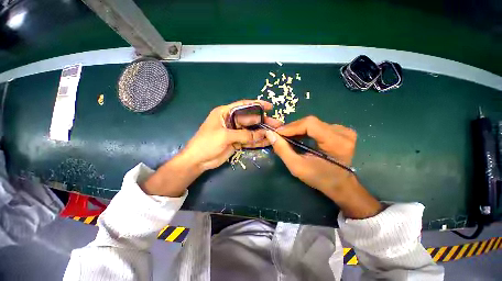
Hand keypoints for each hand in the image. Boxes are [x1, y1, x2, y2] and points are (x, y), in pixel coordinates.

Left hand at [182, 100, 281, 170]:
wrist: (198, 160)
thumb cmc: (207, 143)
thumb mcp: (225, 136)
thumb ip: (244, 134)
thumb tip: (262, 134)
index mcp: (225, 113)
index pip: (244, 106)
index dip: (257, 104)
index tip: (270, 106)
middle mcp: (231, 121)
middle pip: (250, 119)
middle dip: (263, 121)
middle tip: (277, 124)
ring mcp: (235, 132)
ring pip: (251, 130)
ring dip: (262, 132)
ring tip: (275, 133)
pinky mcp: (237, 142)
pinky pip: (249, 140)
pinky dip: (257, 141)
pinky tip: (267, 141)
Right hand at [265, 116, 381, 218]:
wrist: (340, 185)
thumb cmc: (319, 178)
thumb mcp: (297, 166)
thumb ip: (282, 149)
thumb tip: (269, 133)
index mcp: (336, 142)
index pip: (310, 124)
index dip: (291, 127)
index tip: (277, 133)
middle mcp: (343, 132)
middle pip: (311, 122)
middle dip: (292, 128)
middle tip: (280, 136)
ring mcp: (344, 130)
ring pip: (313, 123)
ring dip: (297, 129)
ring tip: (287, 137)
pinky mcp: (341, 131)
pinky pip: (318, 126)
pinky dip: (305, 130)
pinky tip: (298, 136)